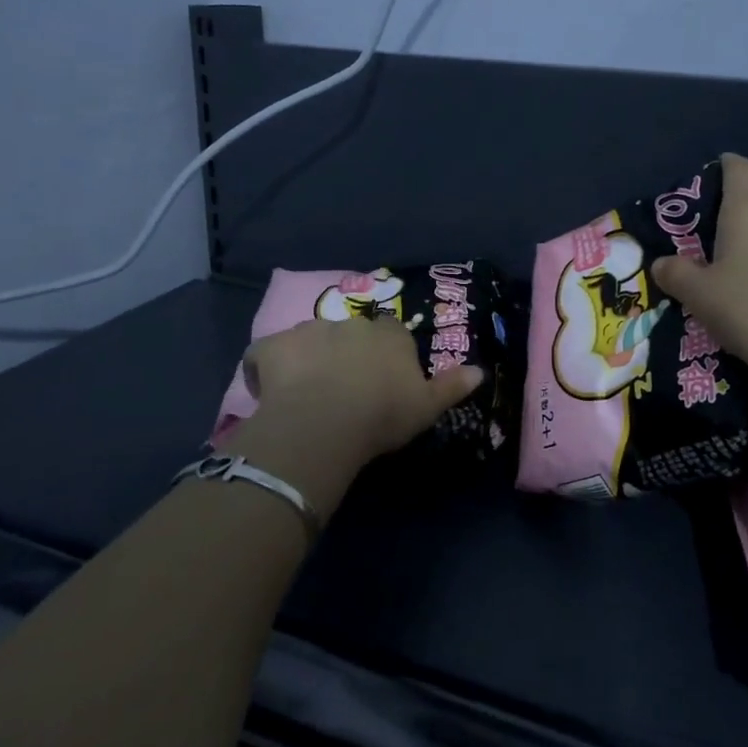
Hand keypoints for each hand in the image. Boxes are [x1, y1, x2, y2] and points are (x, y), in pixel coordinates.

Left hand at [240, 314, 485, 473]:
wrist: (326, 422)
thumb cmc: (382, 414)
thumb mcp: (427, 407)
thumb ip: (452, 386)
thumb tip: (480, 372)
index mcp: (388, 336)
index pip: (390, 332)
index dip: (384, 352)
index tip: (380, 378)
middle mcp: (350, 324)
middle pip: (350, 333)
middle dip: (345, 353)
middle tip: (342, 389)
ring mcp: (309, 330)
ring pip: (310, 340)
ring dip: (309, 358)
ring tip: (305, 393)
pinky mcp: (274, 345)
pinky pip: (267, 353)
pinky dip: (268, 367)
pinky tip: (270, 391)